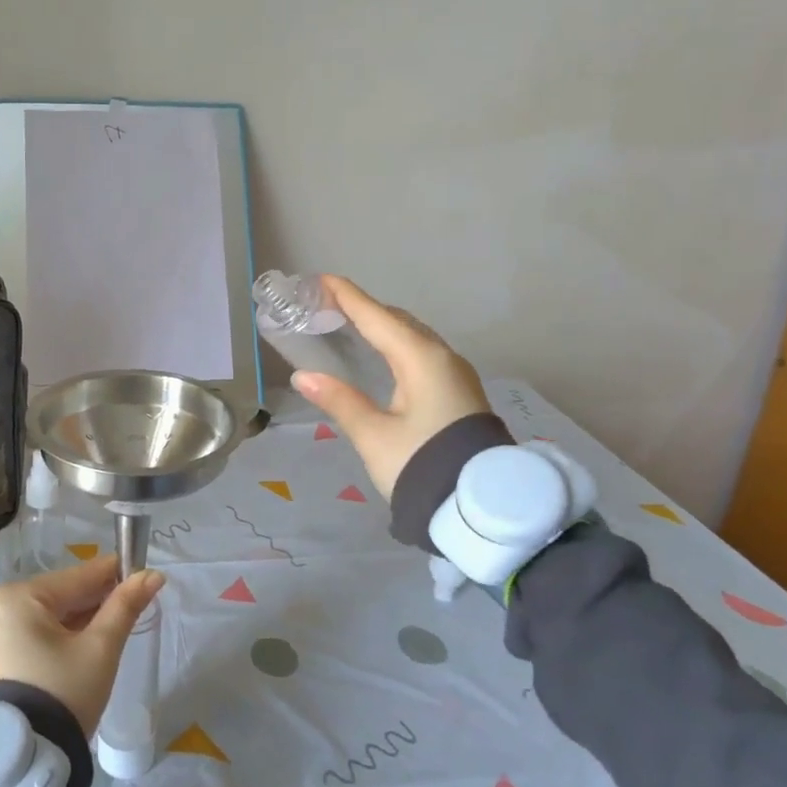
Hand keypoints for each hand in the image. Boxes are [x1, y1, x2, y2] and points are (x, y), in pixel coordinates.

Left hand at [0, 556, 165, 737]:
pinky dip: (49, 639)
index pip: (76, 577)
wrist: (18, 765)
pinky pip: (24, 636)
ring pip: (40, 617)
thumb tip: (153, 575)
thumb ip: (125, 607)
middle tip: (127, 608)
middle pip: (57, 596)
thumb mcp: (99, 649)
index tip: (140, 571)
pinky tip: (74, 649)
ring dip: (72, 621)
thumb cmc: (62, 694)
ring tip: (105, 631)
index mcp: (17, 596)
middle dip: (92, 601)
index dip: (111, 574)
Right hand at [293, 274, 491, 500]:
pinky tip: (384, 356)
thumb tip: (304, 376)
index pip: (377, 317)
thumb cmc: (422, 464)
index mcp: (421, 360)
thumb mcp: (373, 435)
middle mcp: (443, 358)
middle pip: (398, 321)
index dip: (348, 297)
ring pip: (413, 337)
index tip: (322, 280)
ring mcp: (456, 374)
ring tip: (351, 326)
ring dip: (383, 327)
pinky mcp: (459, 392)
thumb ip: (339, 401)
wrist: (482, 506)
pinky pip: (423, 353)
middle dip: (364, 309)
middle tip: (329, 305)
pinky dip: (397, 344)